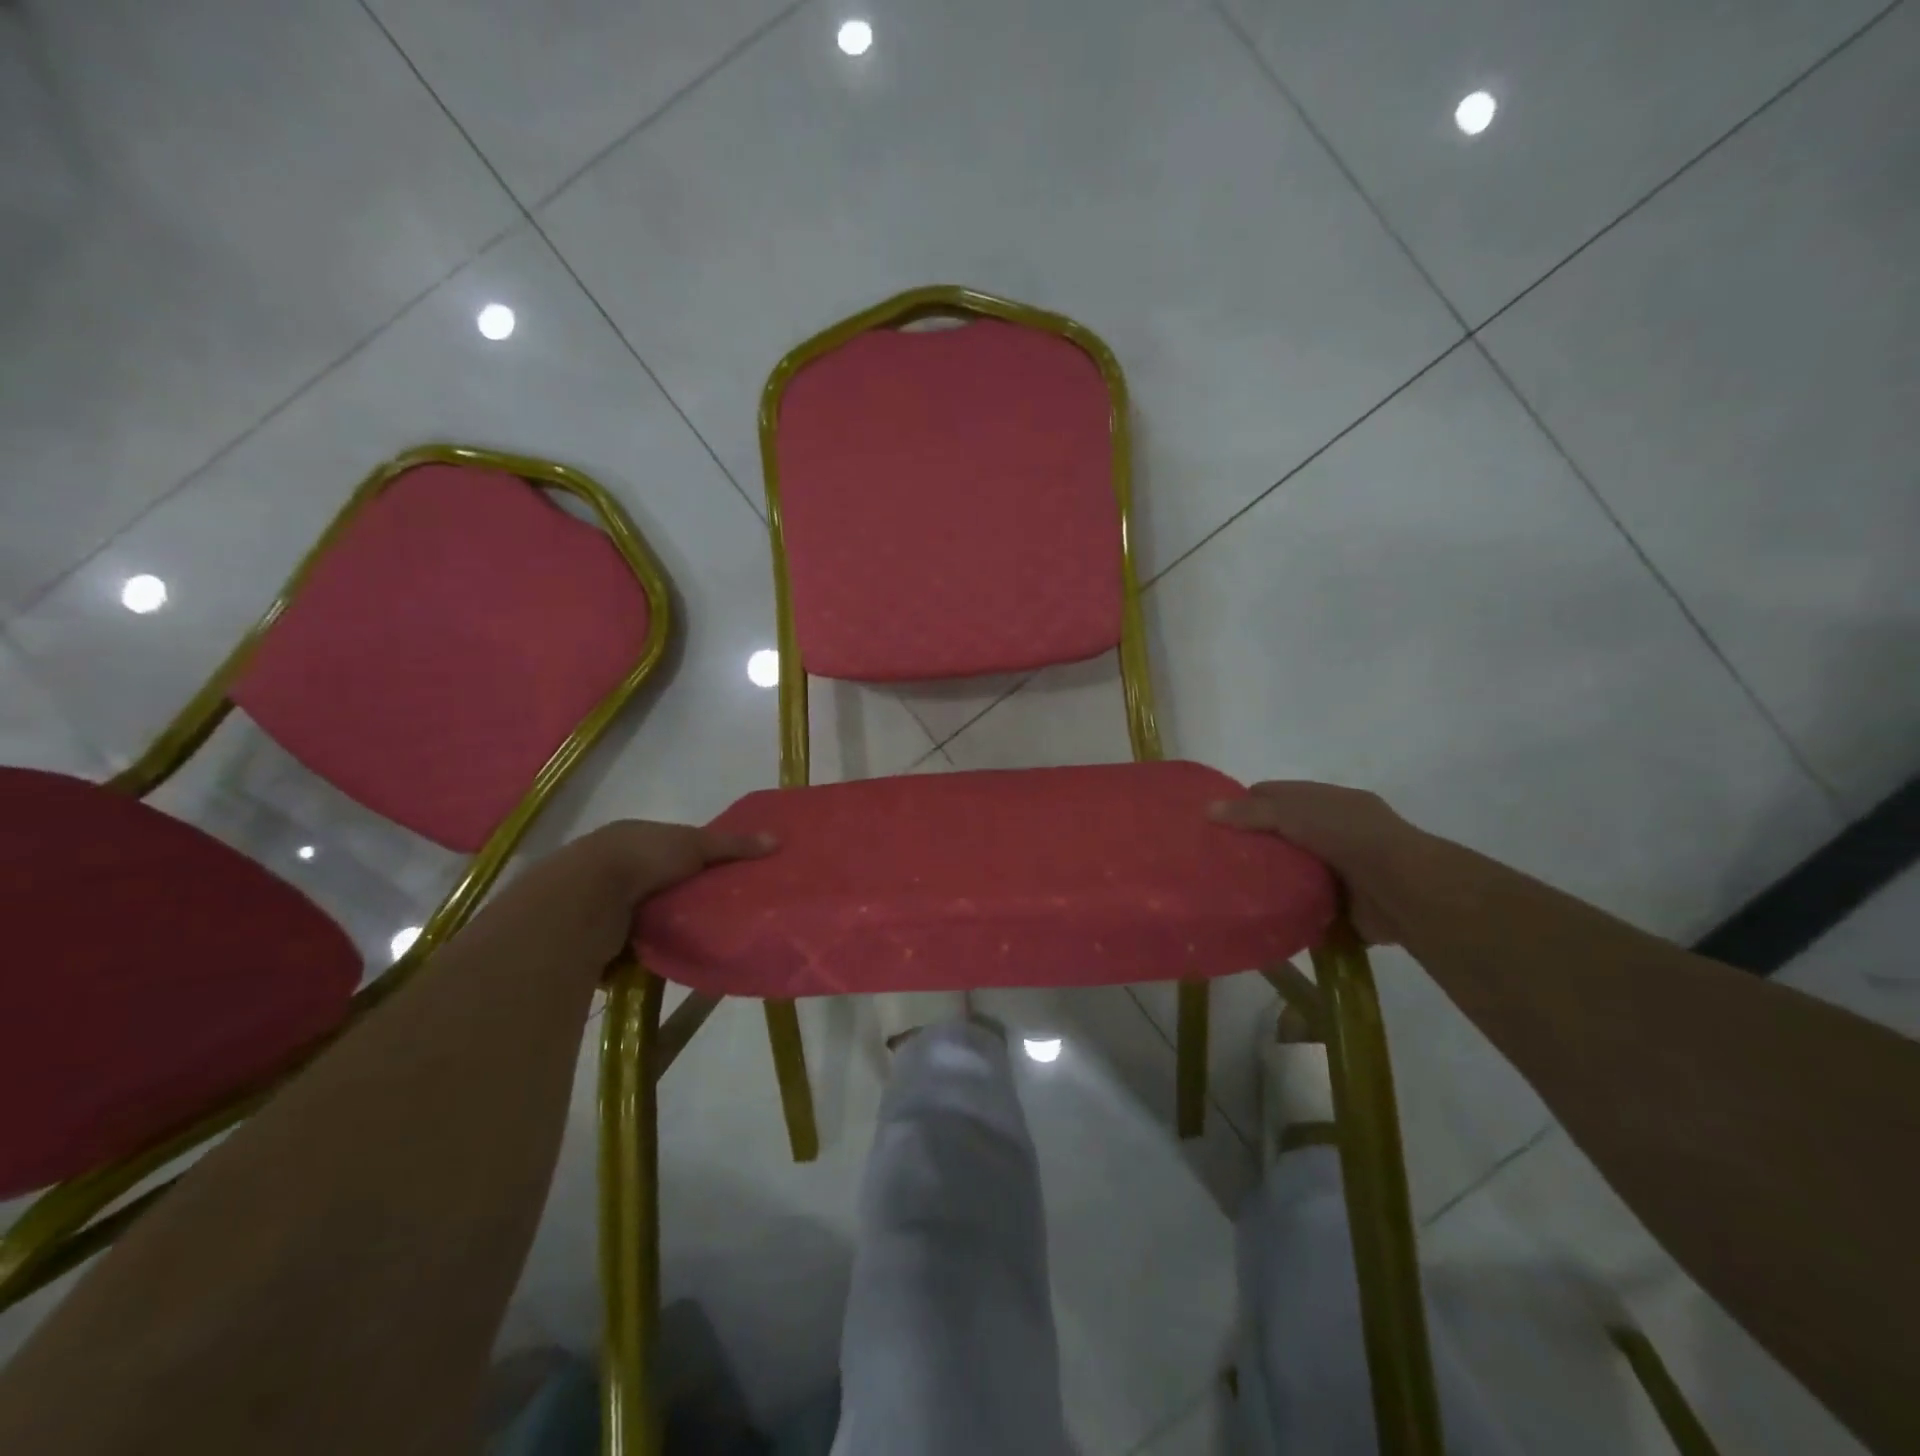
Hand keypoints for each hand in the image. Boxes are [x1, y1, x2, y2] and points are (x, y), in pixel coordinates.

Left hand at [540, 820, 775, 963]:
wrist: (581, 900)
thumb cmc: (640, 859)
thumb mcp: (694, 845)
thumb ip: (732, 846)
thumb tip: (777, 840)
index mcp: (633, 836)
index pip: (671, 845)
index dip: (697, 858)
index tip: (723, 876)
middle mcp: (612, 864)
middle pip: (657, 880)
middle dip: (680, 894)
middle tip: (715, 910)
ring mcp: (596, 900)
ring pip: (640, 913)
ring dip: (660, 924)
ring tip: (695, 938)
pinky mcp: (590, 935)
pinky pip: (626, 943)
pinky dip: (642, 950)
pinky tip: (665, 958)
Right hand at [1208, 781, 1418, 944]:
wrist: (1405, 890)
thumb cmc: (1349, 837)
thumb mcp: (1295, 813)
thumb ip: (1253, 812)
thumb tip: (1206, 809)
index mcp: (1330, 802)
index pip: (1278, 795)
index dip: (1246, 803)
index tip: (1214, 821)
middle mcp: (1338, 832)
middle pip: (1284, 834)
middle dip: (1255, 844)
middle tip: (1217, 858)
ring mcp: (1343, 870)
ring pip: (1295, 871)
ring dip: (1272, 879)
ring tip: (1230, 888)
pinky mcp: (1345, 906)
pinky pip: (1307, 906)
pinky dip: (1288, 910)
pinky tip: (1259, 914)